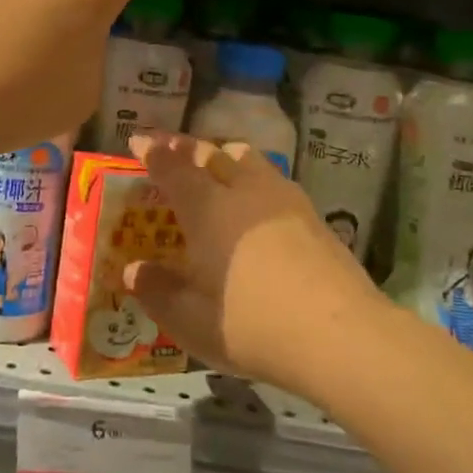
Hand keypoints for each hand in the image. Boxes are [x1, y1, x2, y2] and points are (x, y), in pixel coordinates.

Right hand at [123, 133, 382, 396]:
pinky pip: (273, 178)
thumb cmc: (252, 326)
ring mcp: (282, 198)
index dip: (153, 152)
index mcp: (207, 209)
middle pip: (210, 154)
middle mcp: (243, 191)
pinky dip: (254, 176)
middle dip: (186, 147)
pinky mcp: (312, 213)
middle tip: (171, 146)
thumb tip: (133, 271)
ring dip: (225, 154)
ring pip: (248, 158)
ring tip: (218, 161)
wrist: (339, 333)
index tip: (139, 139)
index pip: (172, 168)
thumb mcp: (191, 321)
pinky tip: (258, 199)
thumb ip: (158, 292)